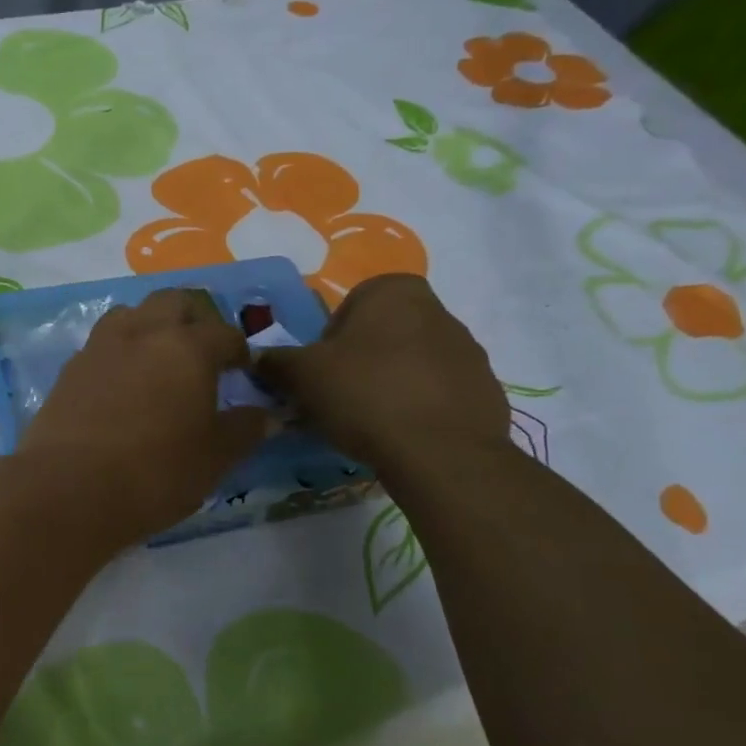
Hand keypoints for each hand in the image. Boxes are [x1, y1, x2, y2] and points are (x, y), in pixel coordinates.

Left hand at [14, 288, 269, 546]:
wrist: (68, 489)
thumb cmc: (155, 473)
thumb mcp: (213, 458)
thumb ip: (243, 430)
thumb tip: (265, 415)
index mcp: (187, 347)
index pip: (224, 333)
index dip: (239, 350)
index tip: (243, 370)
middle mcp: (143, 333)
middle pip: (174, 302)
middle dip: (195, 319)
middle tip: (203, 353)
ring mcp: (101, 346)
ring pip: (132, 313)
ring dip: (152, 326)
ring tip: (160, 361)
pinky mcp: (70, 368)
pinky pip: (103, 343)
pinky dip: (121, 351)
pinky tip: (123, 384)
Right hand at [255, 274, 507, 477]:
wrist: (442, 454)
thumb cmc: (365, 395)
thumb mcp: (302, 375)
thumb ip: (276, 361)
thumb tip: (259, 358)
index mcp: (395, 292)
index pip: (350, 305)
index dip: (328, 340)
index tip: (322, 372)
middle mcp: (439, 311)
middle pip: (383, 334)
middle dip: (360, 361)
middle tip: (339, 398)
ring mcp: (469, 352)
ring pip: (412, 363)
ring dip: (390, 384)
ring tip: (370, 422)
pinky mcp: (486, 391)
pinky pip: (439, 394)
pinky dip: (419, 409)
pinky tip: (403, 435)